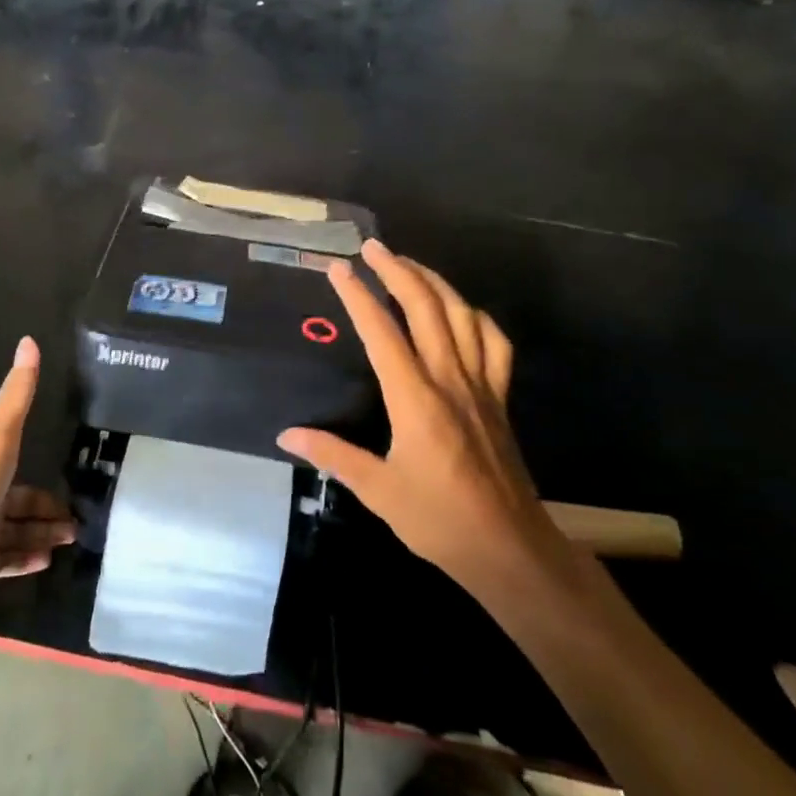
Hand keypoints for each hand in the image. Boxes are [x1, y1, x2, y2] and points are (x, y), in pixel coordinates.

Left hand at [0, 337, 76, 634]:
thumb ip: (15, 398)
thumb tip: (28, 340)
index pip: (15, 462)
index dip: (41, 470)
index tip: (71, 477)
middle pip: (19, 501)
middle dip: (47, 508)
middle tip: (79, 518)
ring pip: (16, 532)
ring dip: (43, 533)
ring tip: (72, 538)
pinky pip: (6, 562)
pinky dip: (27, 560)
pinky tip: (48, 562)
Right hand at [276, 241, 573, 607]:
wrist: (510, 548)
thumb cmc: (439, 521)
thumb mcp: (378, 491)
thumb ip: (332, 455)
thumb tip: (286, 435)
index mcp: (415, 399)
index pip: (383, 333)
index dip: (359, 296)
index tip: (339, 269)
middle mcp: (450, 380)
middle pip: (426, 308)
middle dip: (398, 271)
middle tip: (373, 247)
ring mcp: (481, 385)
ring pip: (462, 316)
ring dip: (435, 282)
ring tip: (409, 264)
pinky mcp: (499, 397)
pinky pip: (495, 343)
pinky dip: (477, 317)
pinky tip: (462, 311)